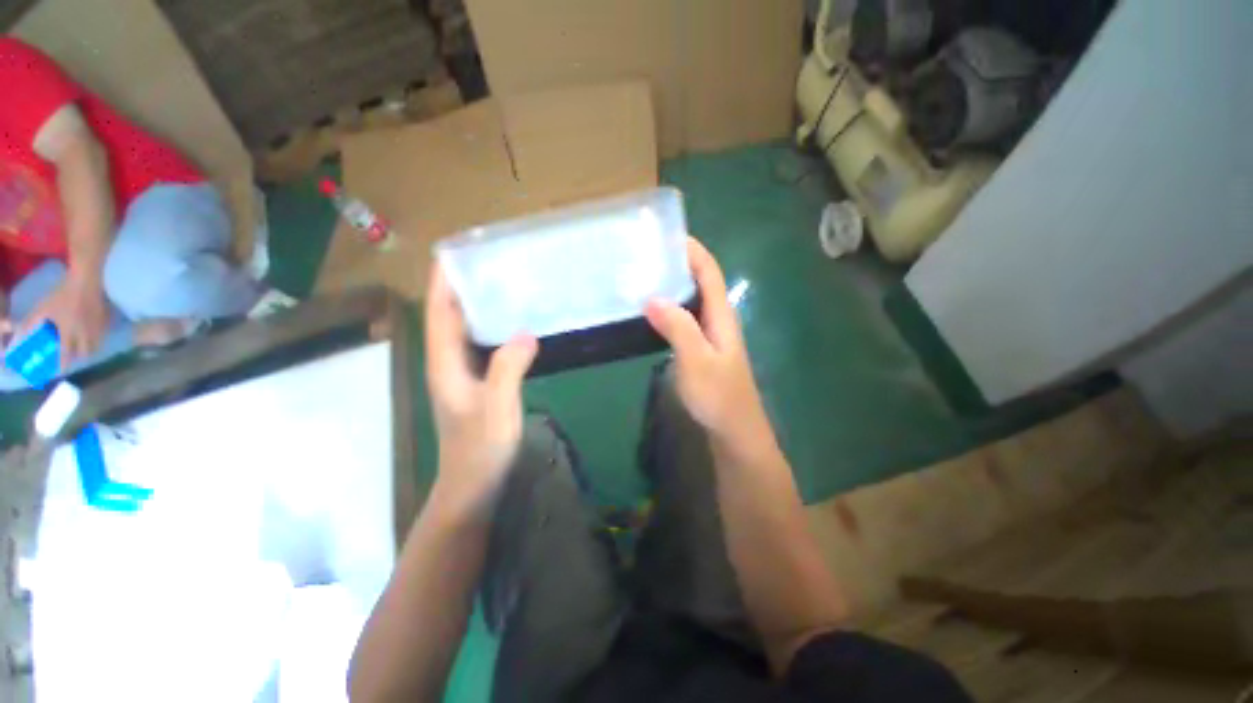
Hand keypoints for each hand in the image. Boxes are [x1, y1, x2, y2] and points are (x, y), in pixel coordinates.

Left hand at [20, 273, 109, 370]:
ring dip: (89, 349)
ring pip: (96, 346)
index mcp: (68, 332)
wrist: (85, 282)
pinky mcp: (104, 323)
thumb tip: (20, 334)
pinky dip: (98, 339)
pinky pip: (102, 336)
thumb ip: (32, 322)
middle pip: (85, 353)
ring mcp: (96, 328)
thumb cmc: (62, 294)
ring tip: (84, 347)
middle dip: (79, 356)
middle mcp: (84, 334)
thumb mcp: (43, 307)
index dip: (62, 364)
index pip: (65, 354)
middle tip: (73, 355)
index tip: (60, 372)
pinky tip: (94, 335)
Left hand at [425, 264, 537, 515]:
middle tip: (489, 263)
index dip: (442, 282)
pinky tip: (514, 324)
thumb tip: (526, 333)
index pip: (439, 314)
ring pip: (466, 330)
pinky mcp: (478, 382)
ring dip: (479, 306)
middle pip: (450, 317)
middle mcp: (448, 363)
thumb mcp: (497, 408)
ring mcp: (462, 374)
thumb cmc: (480, 449)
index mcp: (445, 364)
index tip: (454, 253)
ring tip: (504, 284)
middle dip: (462, 287)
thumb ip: (507, 369)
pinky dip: (494, 328)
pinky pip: (483, 345)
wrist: (474, 484)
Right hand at [645, 237, 773, 449]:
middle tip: (647, 257)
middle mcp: (718, 320)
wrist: (734, 431)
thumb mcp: (696, 360)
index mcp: (721, 316)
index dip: (693, 251)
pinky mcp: (701, 350)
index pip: (709, 272)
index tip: (668, 236)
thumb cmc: (718, 395)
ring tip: (643, 279)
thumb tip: (652, 297)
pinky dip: (669, 310)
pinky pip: (685, 320)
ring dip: (672, 287)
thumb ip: (677, 327)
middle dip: (678, 265)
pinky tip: (651, 314)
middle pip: (700, 282)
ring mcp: (710, 336)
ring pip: (691, 301)